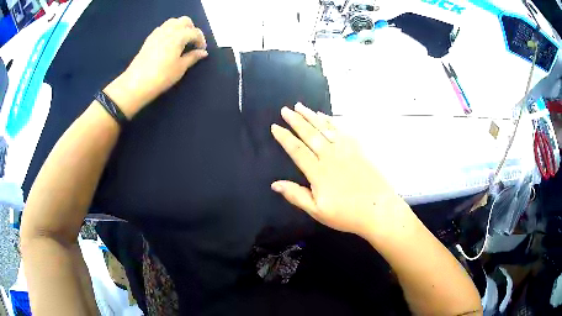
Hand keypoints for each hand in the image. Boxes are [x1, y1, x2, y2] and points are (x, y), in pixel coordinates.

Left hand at [104, 17, 207, 117]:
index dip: (201, 40)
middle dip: (192, 29)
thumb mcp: (180, 68)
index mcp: (179, 36)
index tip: (201, 50)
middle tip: (193, 42)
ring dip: (180, 28)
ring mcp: (157, 33)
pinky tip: (169, 43)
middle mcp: (169, 30)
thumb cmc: (161, 76)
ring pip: (173, 22)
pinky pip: (163, 28)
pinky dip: (170, 31)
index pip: (195, 32)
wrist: (136, 83)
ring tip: (181, 41)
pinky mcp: (149, 39)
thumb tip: (203, 52)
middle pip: (184, 21)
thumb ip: (192, 57)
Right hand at [271, 103, 409, 237]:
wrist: (378, 210)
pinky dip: (332, 122)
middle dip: (296, 121)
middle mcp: (330, 156)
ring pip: (325, 128)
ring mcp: (346, 150)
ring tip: (300, 106)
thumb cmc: (346, 214)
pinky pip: (342, 130)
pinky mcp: (358, 149)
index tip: (275, 126)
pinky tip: (326, 116)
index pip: (297, 150)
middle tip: (285, 110)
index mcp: (318, 172)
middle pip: (310, 134)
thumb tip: (274, 184)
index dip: (284, 137)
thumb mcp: (317, 211)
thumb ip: (296, 195)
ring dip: (311, 116)